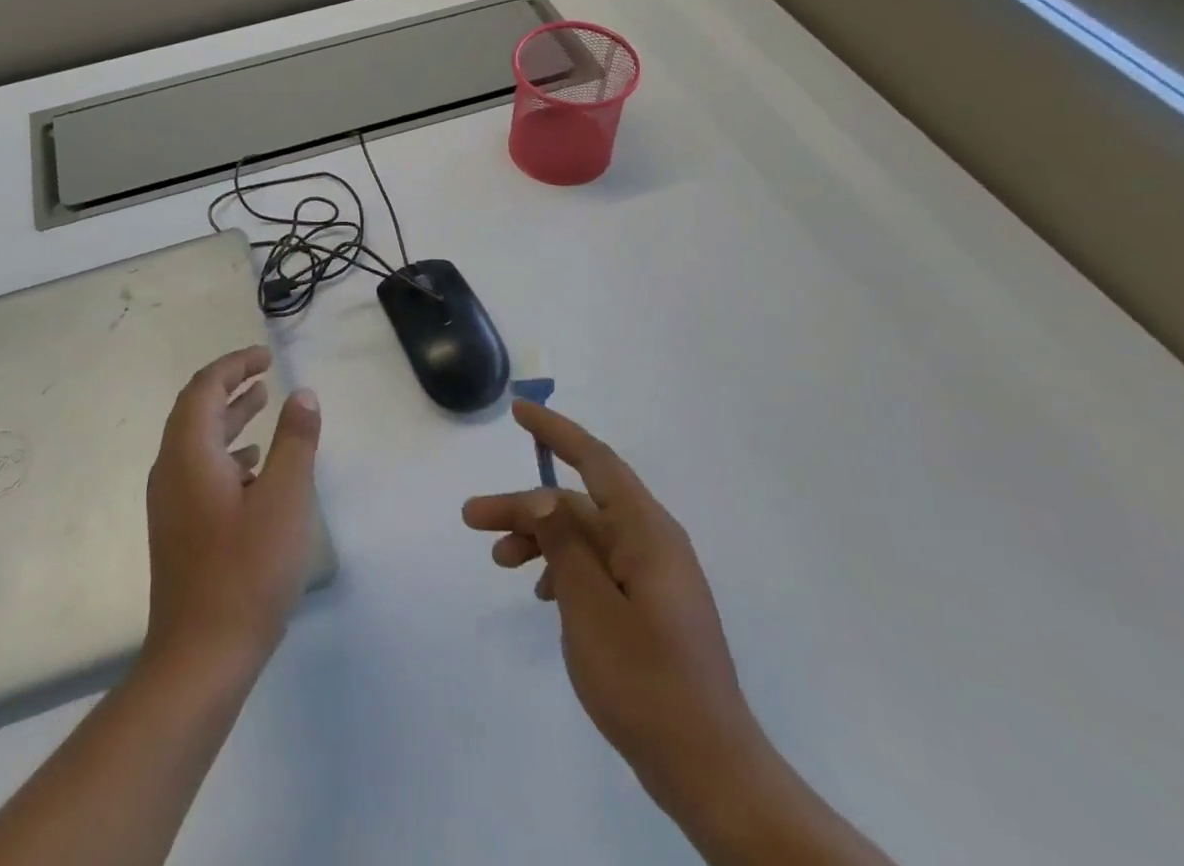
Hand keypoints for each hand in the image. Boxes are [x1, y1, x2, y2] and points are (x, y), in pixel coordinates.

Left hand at [144, 346, 322, 673]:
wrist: (199, 659)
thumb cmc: (246, 571)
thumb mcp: (285, 498)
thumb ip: (295, 440)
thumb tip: (302, 394)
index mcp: (189, 454)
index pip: (205, 388)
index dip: (234, 365)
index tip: (265, 356)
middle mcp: (171, 470)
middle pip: (195, 409)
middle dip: (230, 385)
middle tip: (264, 372)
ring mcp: (171, 503)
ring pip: (197, 441)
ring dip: (229, 418)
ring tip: (264, 404)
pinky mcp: (178, 529)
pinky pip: (200, 469)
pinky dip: (227, 452)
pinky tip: (255, 466)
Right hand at [462, 402, 766, 821]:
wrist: (710, 771)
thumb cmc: (646, 681)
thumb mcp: (590, 607)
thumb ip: (564, 544)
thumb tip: (543, 495)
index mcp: (647, 532)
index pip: (596, 460)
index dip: (555, 431)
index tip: (518, 411)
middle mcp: (653, 543)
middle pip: (579, 504)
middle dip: (526, 506)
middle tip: (473, 518)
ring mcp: (654, 577)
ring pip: (585, 536)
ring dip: (540, 540)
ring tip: (500, 561)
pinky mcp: (650, 607)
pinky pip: (598, 567)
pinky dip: (564, 569)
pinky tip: (542, 595)